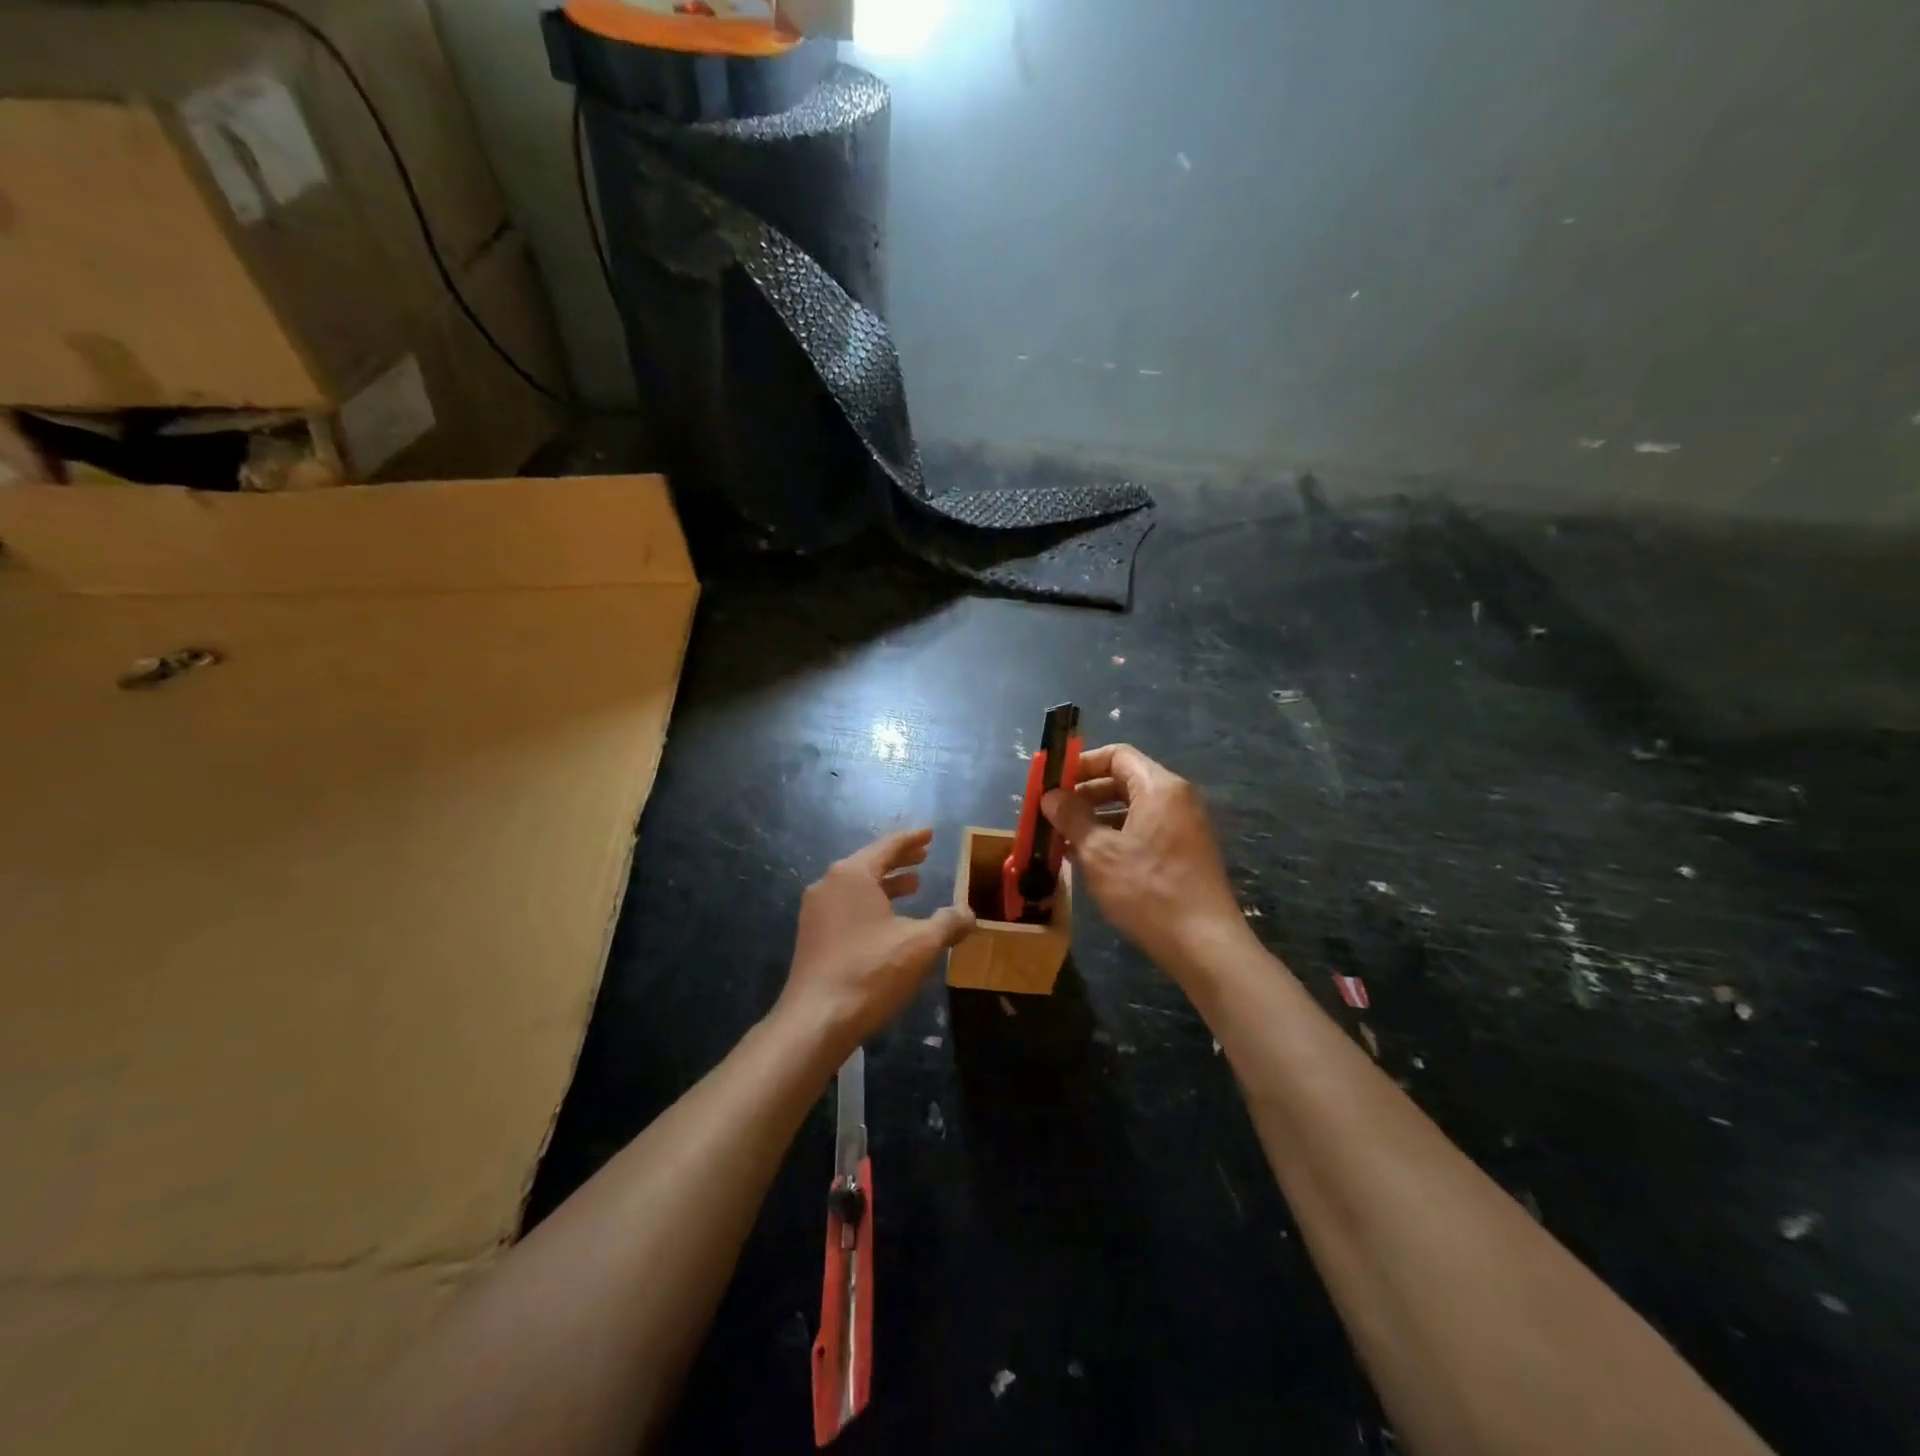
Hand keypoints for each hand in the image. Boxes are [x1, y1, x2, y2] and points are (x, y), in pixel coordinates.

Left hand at [777, 828, 975, 1056]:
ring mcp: (815, 911)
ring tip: (913, 887)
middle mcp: (828, 884)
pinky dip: (870, 904)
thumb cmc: (870, 971)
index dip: (912, 839)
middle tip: (924, 856)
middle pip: (870, 863)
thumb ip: (947, 923)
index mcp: (852, 874)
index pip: (888, 846)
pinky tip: (888, 921)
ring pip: (857, 887)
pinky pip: (846, 906)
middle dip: (899, 860)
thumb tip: (969, 913)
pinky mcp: (811, 936)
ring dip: (886, 884)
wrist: (816, 1020)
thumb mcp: (920, 945)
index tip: (930, 833)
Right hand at [1042, 744, 1252, 980]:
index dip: (1081, 764)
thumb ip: (1072, 817)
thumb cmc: (1147, 890)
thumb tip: (1051, 796)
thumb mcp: (1099, 852)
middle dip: (1085, 793)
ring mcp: (1185, 826)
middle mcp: (1177, 798)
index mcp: (1160, 787)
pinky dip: (1116, 835)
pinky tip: (1091, 859)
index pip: (1117, 755)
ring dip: (1097, 817)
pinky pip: (1144, 829)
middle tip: (1052, 813)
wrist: (1203, 944)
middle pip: (1124, 780)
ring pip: (1132, 807)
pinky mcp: (1185, 851)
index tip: (1052, 783)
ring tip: (1064, 838)